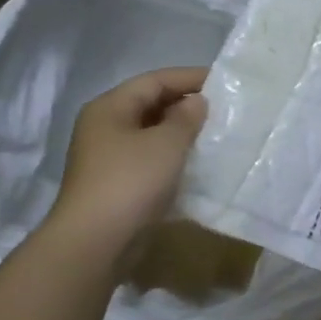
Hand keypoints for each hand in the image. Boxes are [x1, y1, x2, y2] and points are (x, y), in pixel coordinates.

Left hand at [47, 67, 208, 249]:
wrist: (97, 241)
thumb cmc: (131, 181)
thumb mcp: (166, 143)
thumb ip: (186, 118)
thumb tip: (196, 102)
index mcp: (110, 108)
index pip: (154, 80)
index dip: (189, 78)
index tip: (223, 82)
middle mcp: (105, 127)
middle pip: (150, 105)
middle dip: (186, 105)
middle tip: (223, 109)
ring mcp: (109, 157)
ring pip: (151, 134)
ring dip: (182, 133)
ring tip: (215, 135)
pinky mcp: (118, 184)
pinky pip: (151, 160)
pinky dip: (173, 158)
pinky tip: (198, 164)